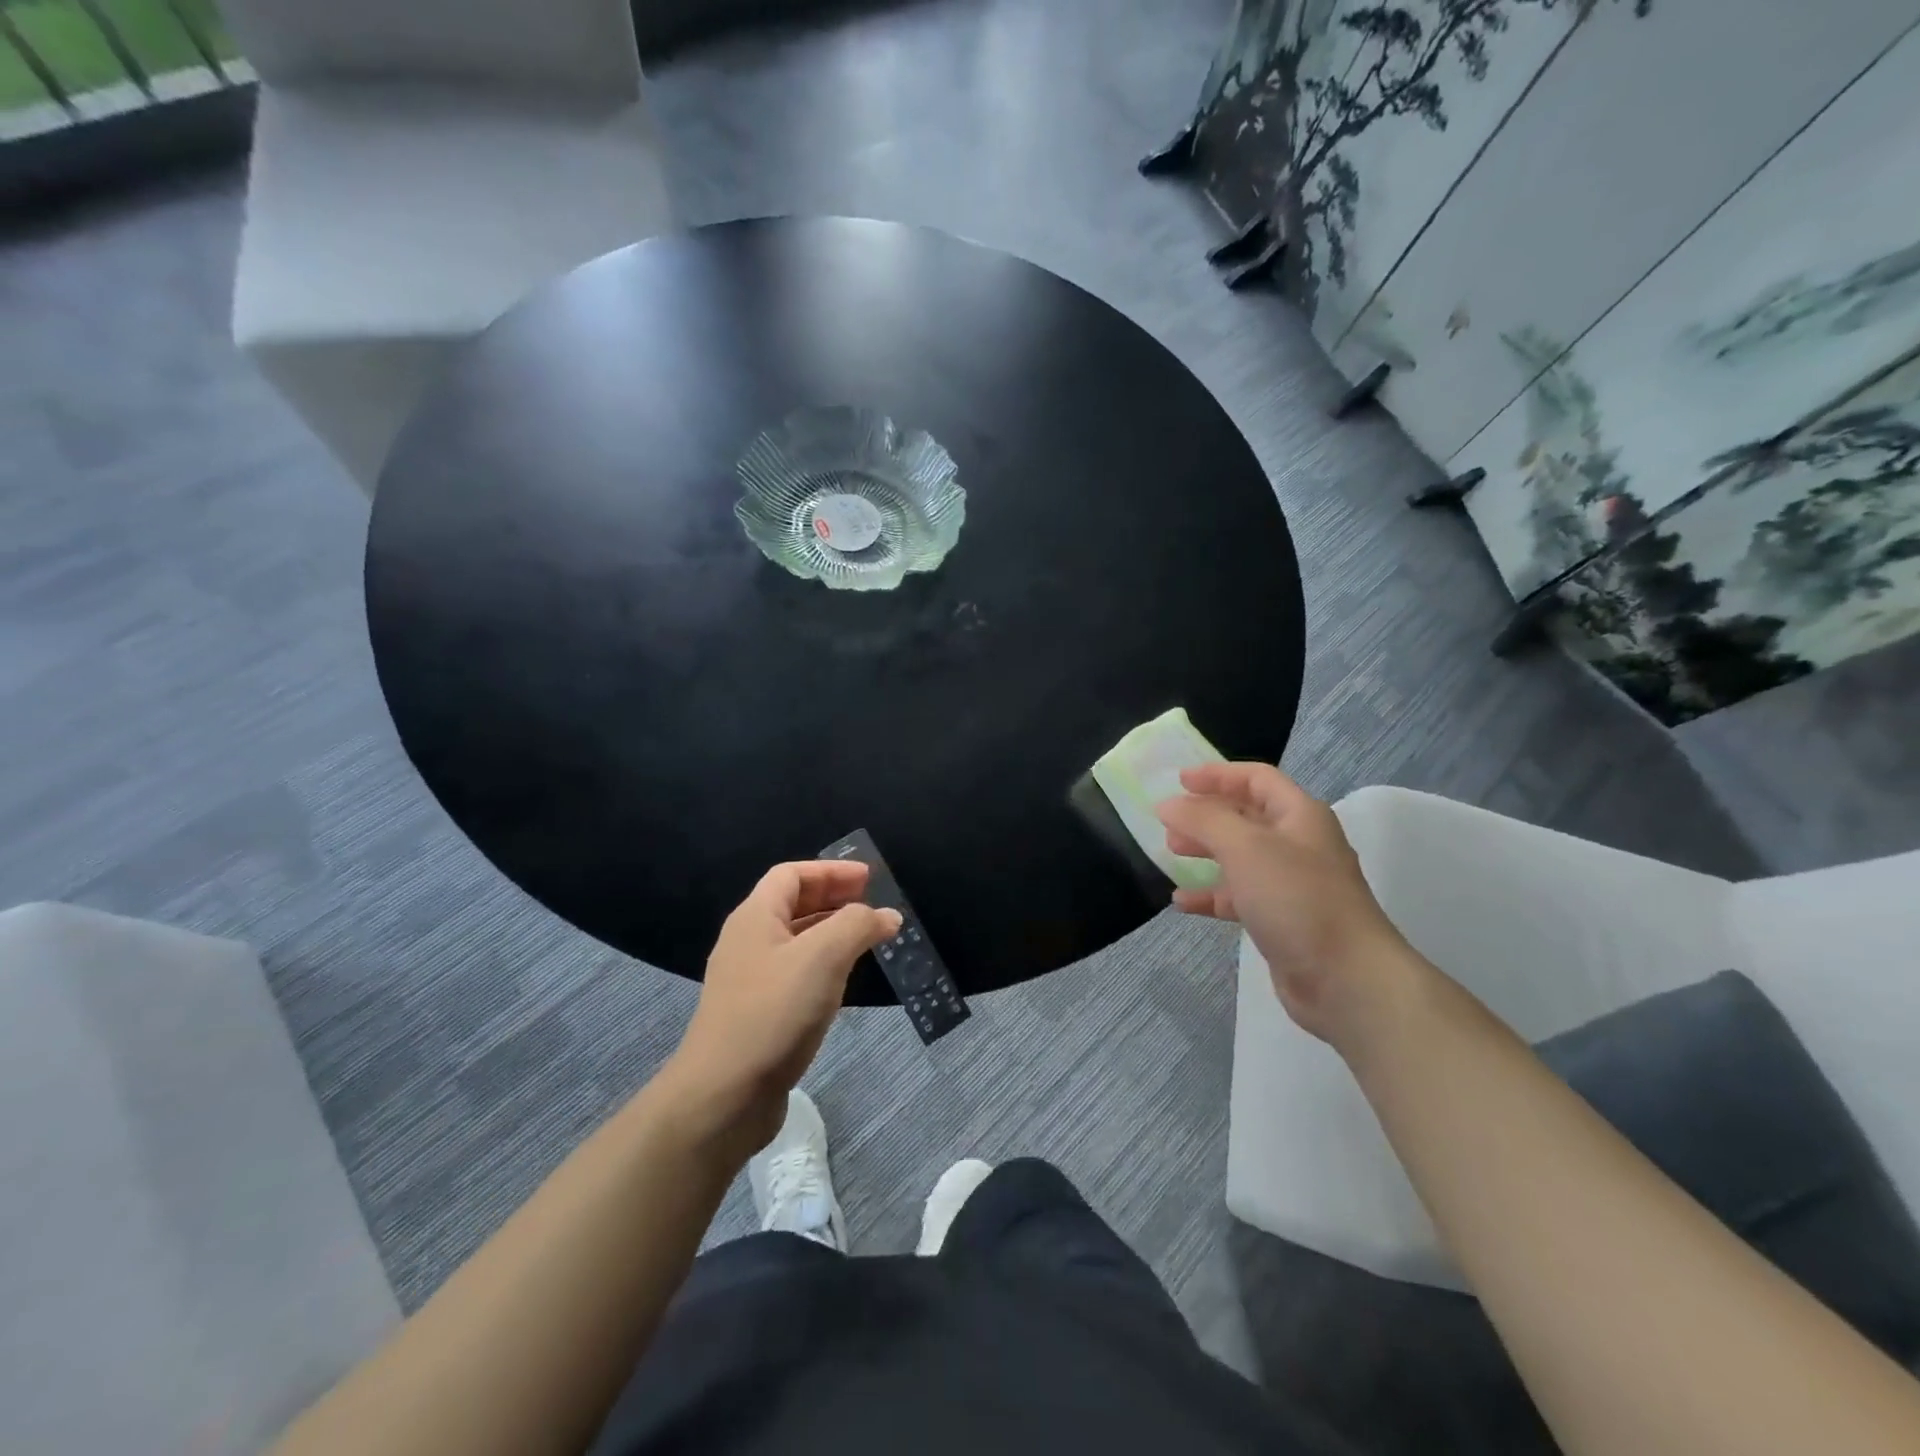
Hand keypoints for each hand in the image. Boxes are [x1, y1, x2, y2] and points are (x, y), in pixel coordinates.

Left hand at [665, 862, 900, 1153]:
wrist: (723, 1096)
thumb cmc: (773, 1013)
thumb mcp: (823, 958)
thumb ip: (857, 926)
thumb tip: (887, 914)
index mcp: (755, 917)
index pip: (792, 874)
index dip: (831, 870)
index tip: (870, 878)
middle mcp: (748, 942)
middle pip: (793, 904)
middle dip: (834, 898)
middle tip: (874, 904)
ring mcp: (750, 980)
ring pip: (796, 941)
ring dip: (832, 933)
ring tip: (869, 939)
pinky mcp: (758, 1014)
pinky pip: (796, 974)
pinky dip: (824, 965)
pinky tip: (846, 980)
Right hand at [1158, 763, 1418, 1049]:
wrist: (1346, 978)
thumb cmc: (1296, 898)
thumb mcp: (1245, 847)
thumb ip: (1203, 820)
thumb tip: (1168, 804)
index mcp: (1299, 816)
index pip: (1257, 779)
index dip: (1218, 775)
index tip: (1179, 781)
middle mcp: (1298, 844)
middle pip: (1246, 816)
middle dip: (1207, 814)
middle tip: (1170, 822)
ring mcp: (1291, 884)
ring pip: (1240, 856)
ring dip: (1206, 851)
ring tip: (1171, 853)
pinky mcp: (1282, 919)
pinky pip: (1239, 897)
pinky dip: (1211, 895)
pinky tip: (1182, 902)